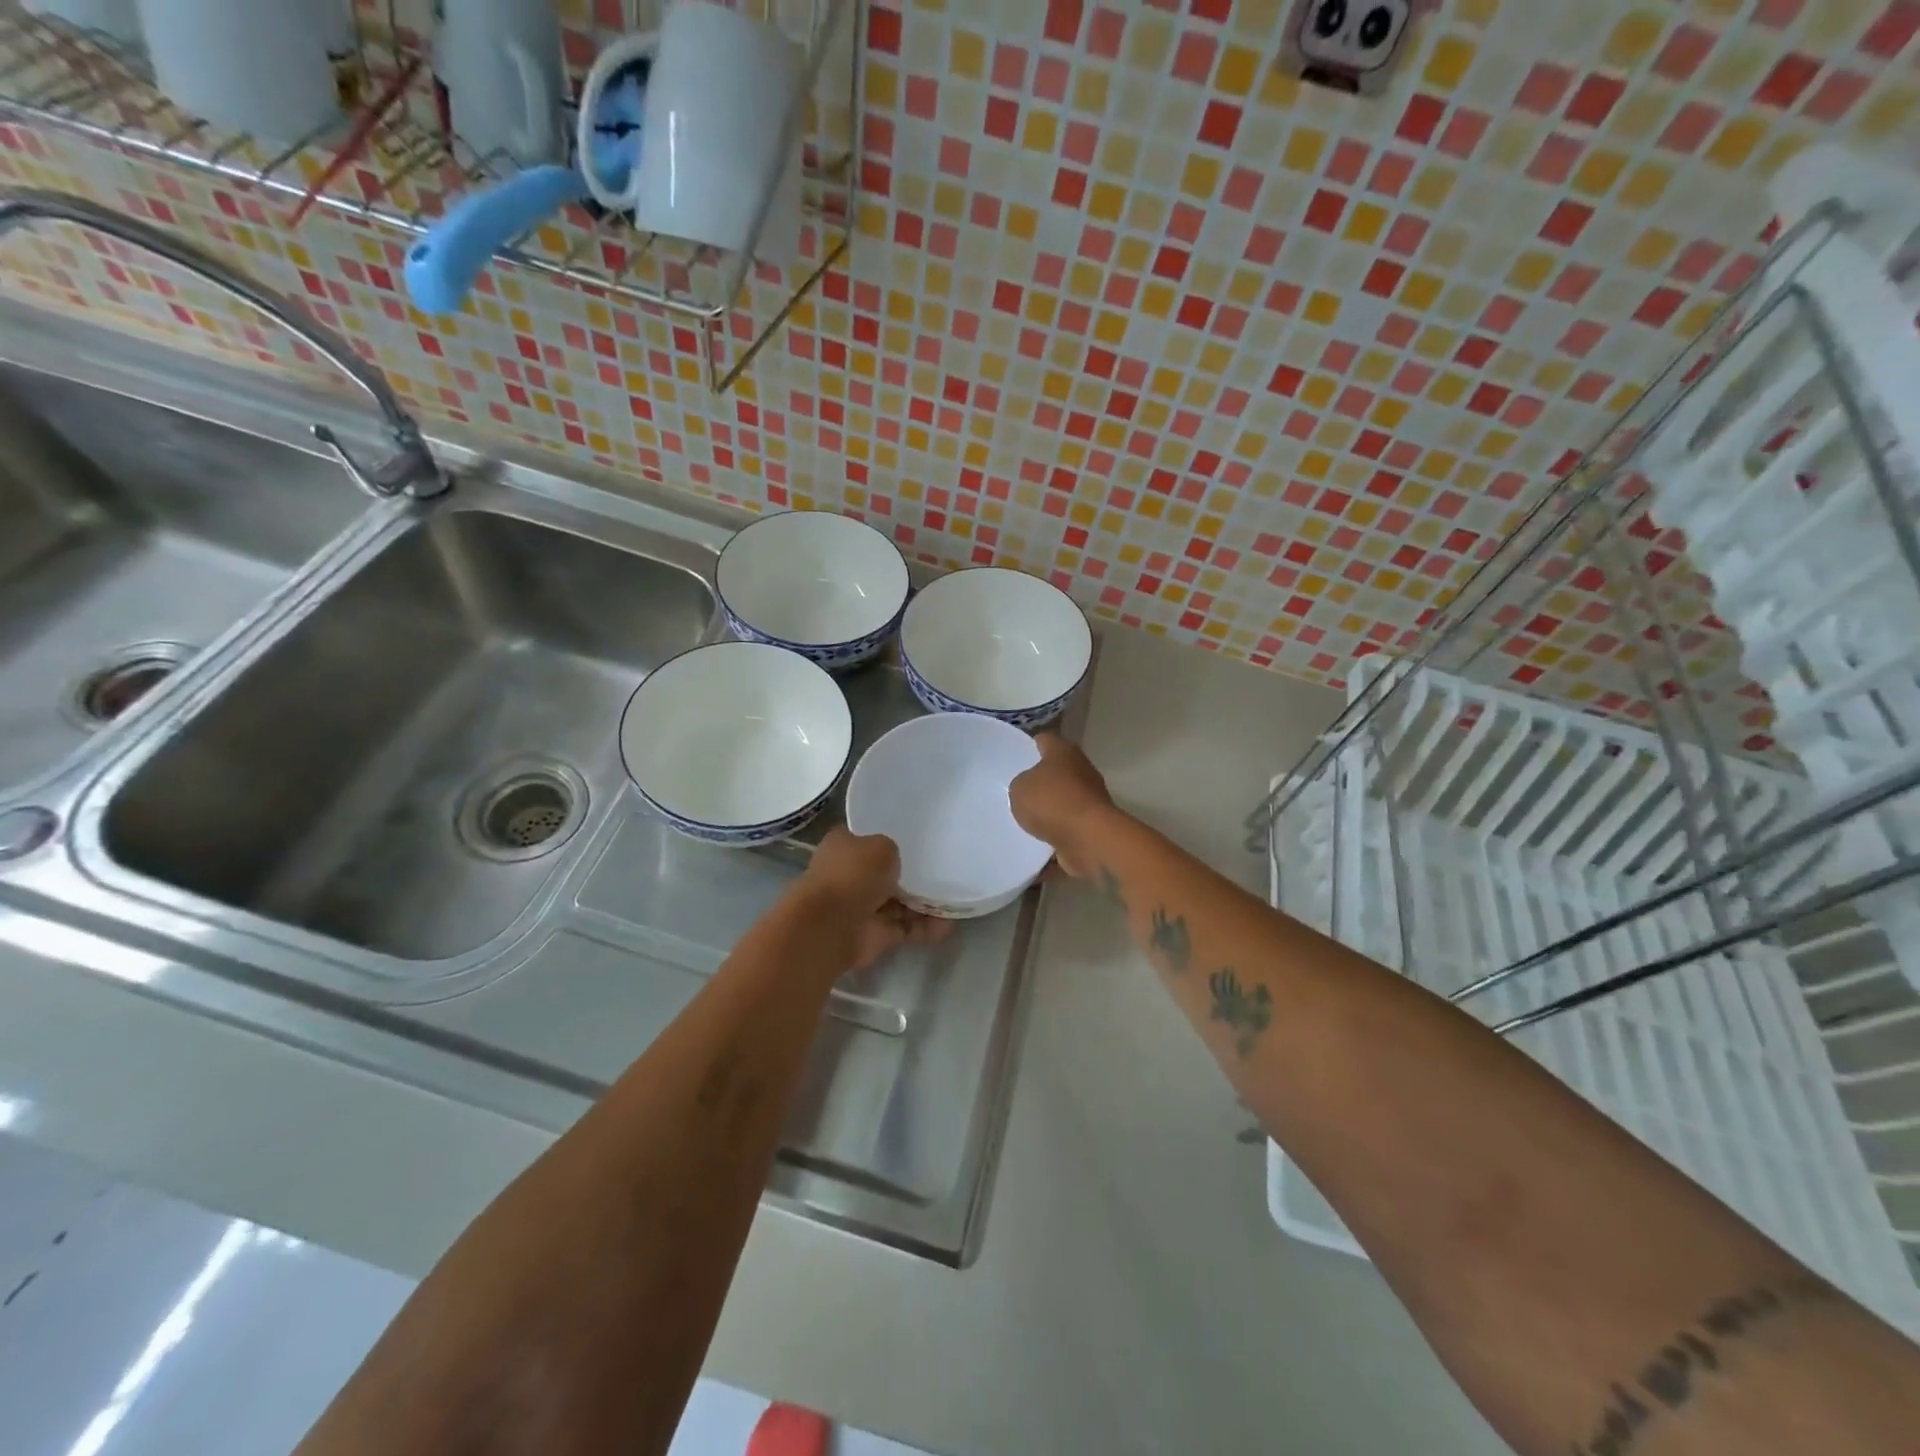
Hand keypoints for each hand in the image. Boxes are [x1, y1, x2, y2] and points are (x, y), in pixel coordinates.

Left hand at [801, 828, 952, 970]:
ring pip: (899, 902)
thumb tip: (895, 863)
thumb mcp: (881, 845)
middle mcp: (851, 875)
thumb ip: (893, 850)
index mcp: (844, 846)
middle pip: (886, 872)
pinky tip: (949, 924)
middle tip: (944, 868)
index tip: (918, 837)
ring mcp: (863, 907)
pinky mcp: (876, 934)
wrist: (831, 926)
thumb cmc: (853, 874)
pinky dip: (926, 928)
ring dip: (924, 903)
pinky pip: (906, 927)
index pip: (868, 837)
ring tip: (955, 897)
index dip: (890, 837)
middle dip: (912, 873)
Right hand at [1009, 733, 1115, 880]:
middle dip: (1039, 781)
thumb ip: (1020, 784)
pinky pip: (1067, 830)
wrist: (1089, 839)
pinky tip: (1034, 846)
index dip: (1028, 746)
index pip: (1044, 740)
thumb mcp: (1019, 788)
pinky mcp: (1093, 827)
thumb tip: (1029, 789)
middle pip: (1057, 771)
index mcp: (1064, 752)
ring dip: (1048, 811)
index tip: (1014, 755)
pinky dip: (1055, 838)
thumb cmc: (1052, 802)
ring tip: (1023, 821)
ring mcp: (1090, 800)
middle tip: (1016, 791)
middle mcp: (1081, 771)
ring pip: (1063, 802)